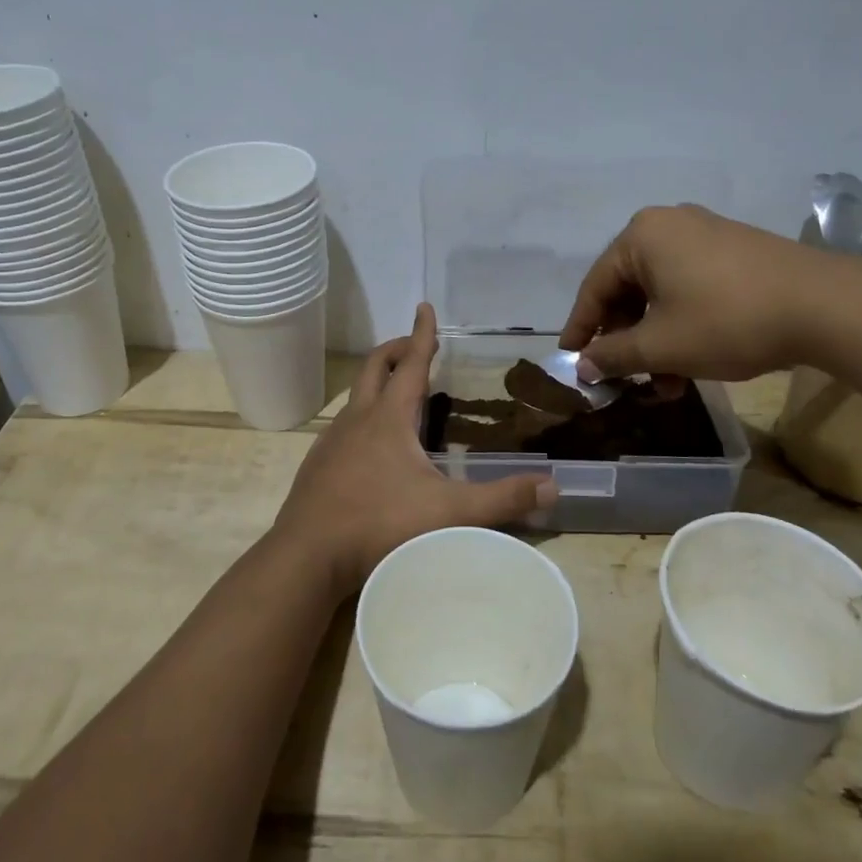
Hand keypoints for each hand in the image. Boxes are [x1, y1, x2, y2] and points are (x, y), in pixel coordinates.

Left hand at [271, 304, 555, 595]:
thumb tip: (552, 486)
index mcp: (389, 418)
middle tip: (414, 345)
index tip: (425, 307)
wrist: (308, 555)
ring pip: (356, 397)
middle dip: (395, 349)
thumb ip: (502, 499)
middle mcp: (357, 419)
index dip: (422, 334)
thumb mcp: (450, 513)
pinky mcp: (318, 465)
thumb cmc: (380, 523)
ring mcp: (332, 441)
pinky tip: (371, 447)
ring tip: (398, 395)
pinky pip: (343, 426)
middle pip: (374, 367)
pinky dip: (362, 418)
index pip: (411, 363)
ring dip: (377, 383)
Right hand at [559, 204, 848, 381]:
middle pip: (628, 289)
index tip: (570, 361)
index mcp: (642, 236)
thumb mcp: (660, 345)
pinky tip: (692, 362)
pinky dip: (681, 325)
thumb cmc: (726, 320)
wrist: (825, 307)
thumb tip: (582, 366)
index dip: (580, 328)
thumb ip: (613, 355)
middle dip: (626, 341)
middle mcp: (670, 225)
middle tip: (624, 379)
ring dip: (655, 341)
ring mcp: (706, 235)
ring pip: (661, 294)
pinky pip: (690, 288)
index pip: (595, 287)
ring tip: (666, 385)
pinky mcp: (735, 251)